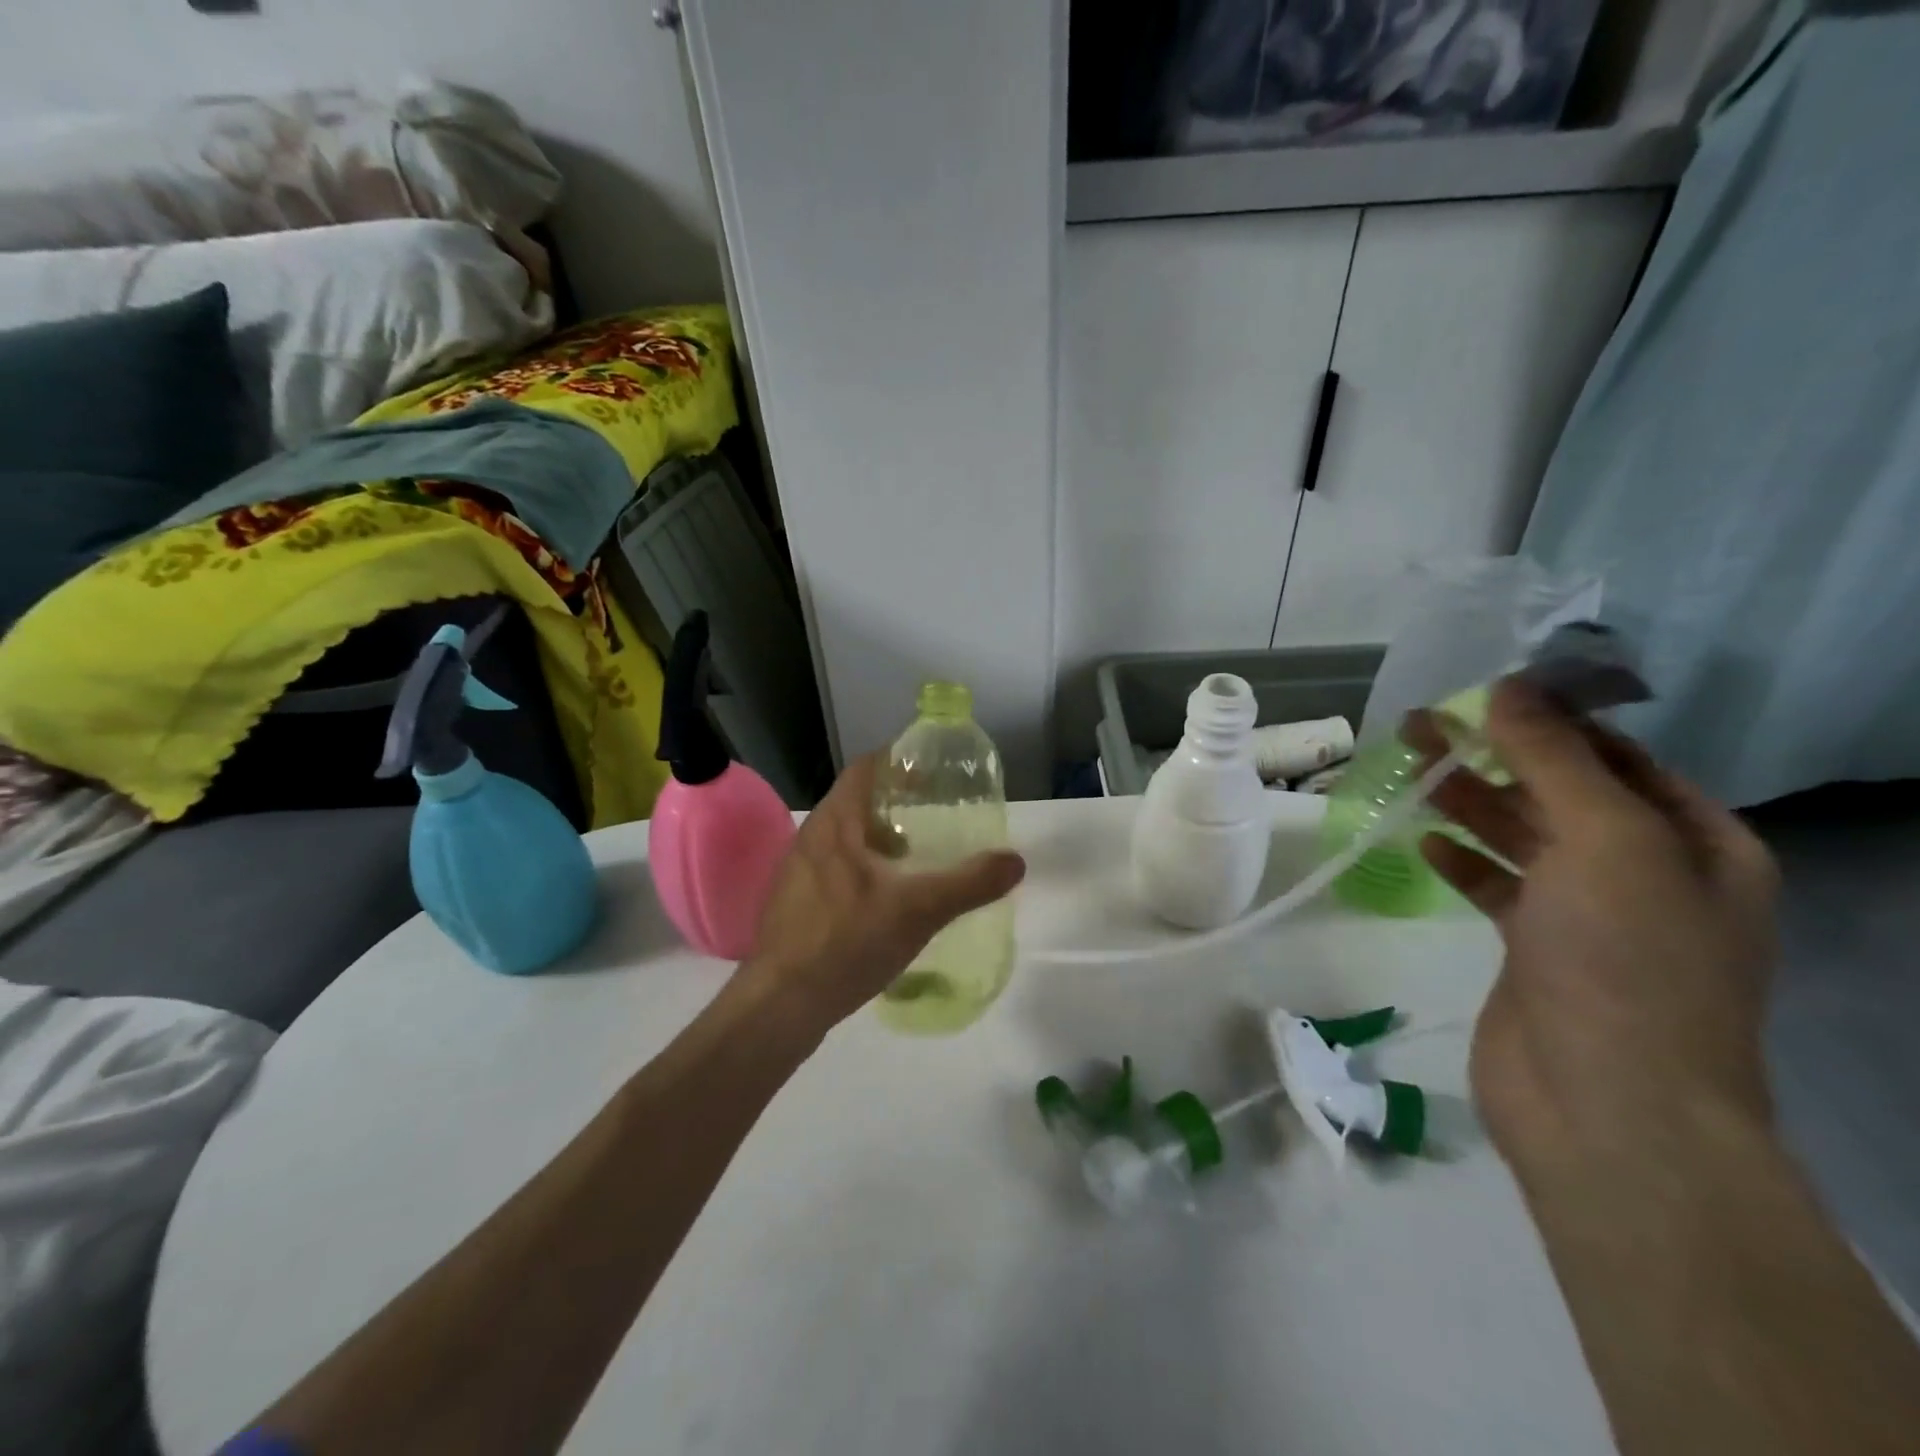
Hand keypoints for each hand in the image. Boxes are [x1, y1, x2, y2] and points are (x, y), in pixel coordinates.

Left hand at [736, 753, 1025, 1037]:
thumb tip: (1015, 861)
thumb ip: (969, 883)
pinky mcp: (797, 903)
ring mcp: (799, 872)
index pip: (866, 768)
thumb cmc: (846, 942)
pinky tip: (890, 898)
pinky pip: (837, 868)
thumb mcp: (918, 911)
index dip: (901, 762)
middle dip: (899, 804)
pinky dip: (867, 869)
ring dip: (882, 839)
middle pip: (859, 802)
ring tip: (920, 856)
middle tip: (939, 814)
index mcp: (835, 823)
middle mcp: (812, 838)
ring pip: (848, 838)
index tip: (935, 773)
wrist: (780, 1006)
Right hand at [1406, 680, 1778, 1173]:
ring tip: (1408, 767)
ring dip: (1468, 801)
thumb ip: (1553, 759)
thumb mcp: (1605, 839)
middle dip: (1493, 755)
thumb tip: (1509, 686)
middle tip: (1418, 724)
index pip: (1617, 757)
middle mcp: (1648, 874)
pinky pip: (1496, 886)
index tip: (1478, 693)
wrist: (1606, 1104)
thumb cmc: (1625, 960)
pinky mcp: (1534, 949)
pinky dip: (1461, 860)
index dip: (1549, 721)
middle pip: (1559, 792)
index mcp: (1695, 843)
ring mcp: (1589, 916)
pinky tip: (1423, 842)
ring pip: (1520, 837)